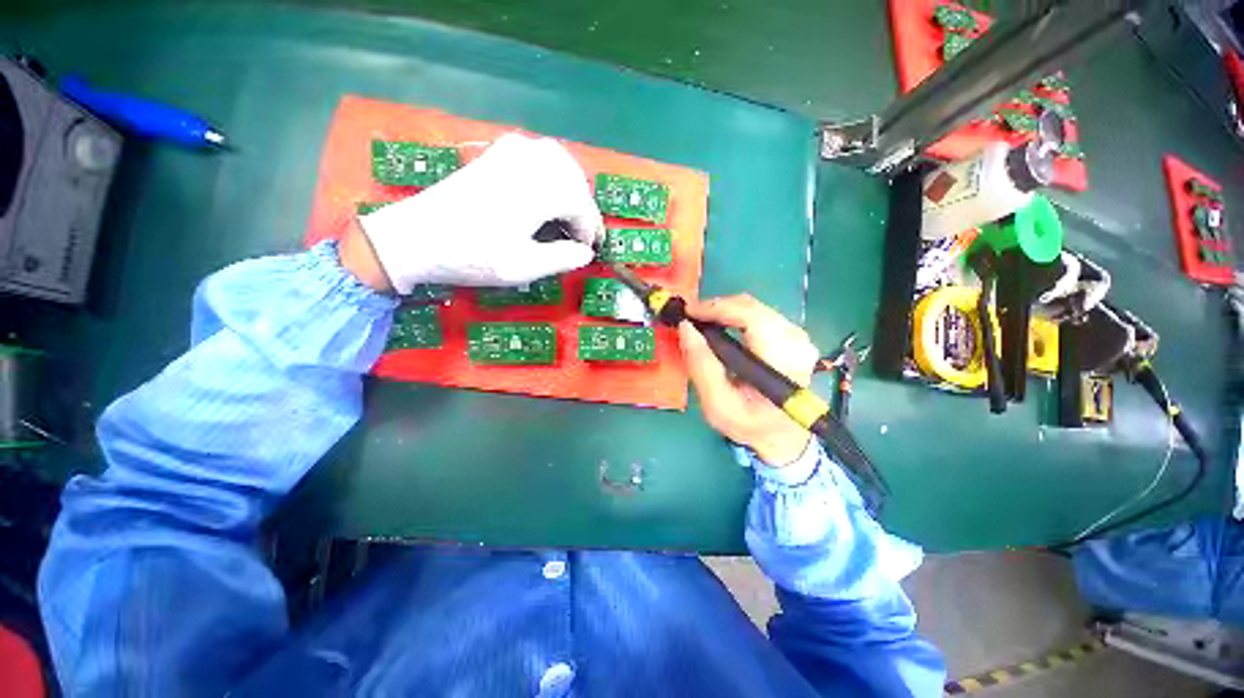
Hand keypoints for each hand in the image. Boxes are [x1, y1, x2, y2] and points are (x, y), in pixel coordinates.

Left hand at [357, 133, 604, 293]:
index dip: (589, 231)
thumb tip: (586, 253)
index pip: (581, 205)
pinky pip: (539, 154)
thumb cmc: (472, 256)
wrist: (416, 237)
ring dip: (571, 189)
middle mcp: (529, 161)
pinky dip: (552, 174)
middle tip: (580, 236)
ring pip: (560, 162)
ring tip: (568, 217)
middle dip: (583, 208)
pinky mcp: (496, 153)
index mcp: (538, 190)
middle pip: (575, 179)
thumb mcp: (523, 267)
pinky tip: (546, 193)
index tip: (588, 251)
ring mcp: (510, 152)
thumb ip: (563, 259)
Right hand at [679, 295, 817, 466]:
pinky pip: (757, 314)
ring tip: (700, 322)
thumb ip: (702, 367)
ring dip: (723, 311)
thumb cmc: (749, 424)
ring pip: (753, 307)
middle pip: (751, 308)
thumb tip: (686, 328)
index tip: (688, 312)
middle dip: (716, 308)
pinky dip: (733, 316)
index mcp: (784, 363)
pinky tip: (718, 326)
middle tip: (689, 318)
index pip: (753, 318)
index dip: (718, 308)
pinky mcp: (792, 335)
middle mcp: (797, 343)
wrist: (781, 434)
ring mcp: (797, 337)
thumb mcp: (718, 405)